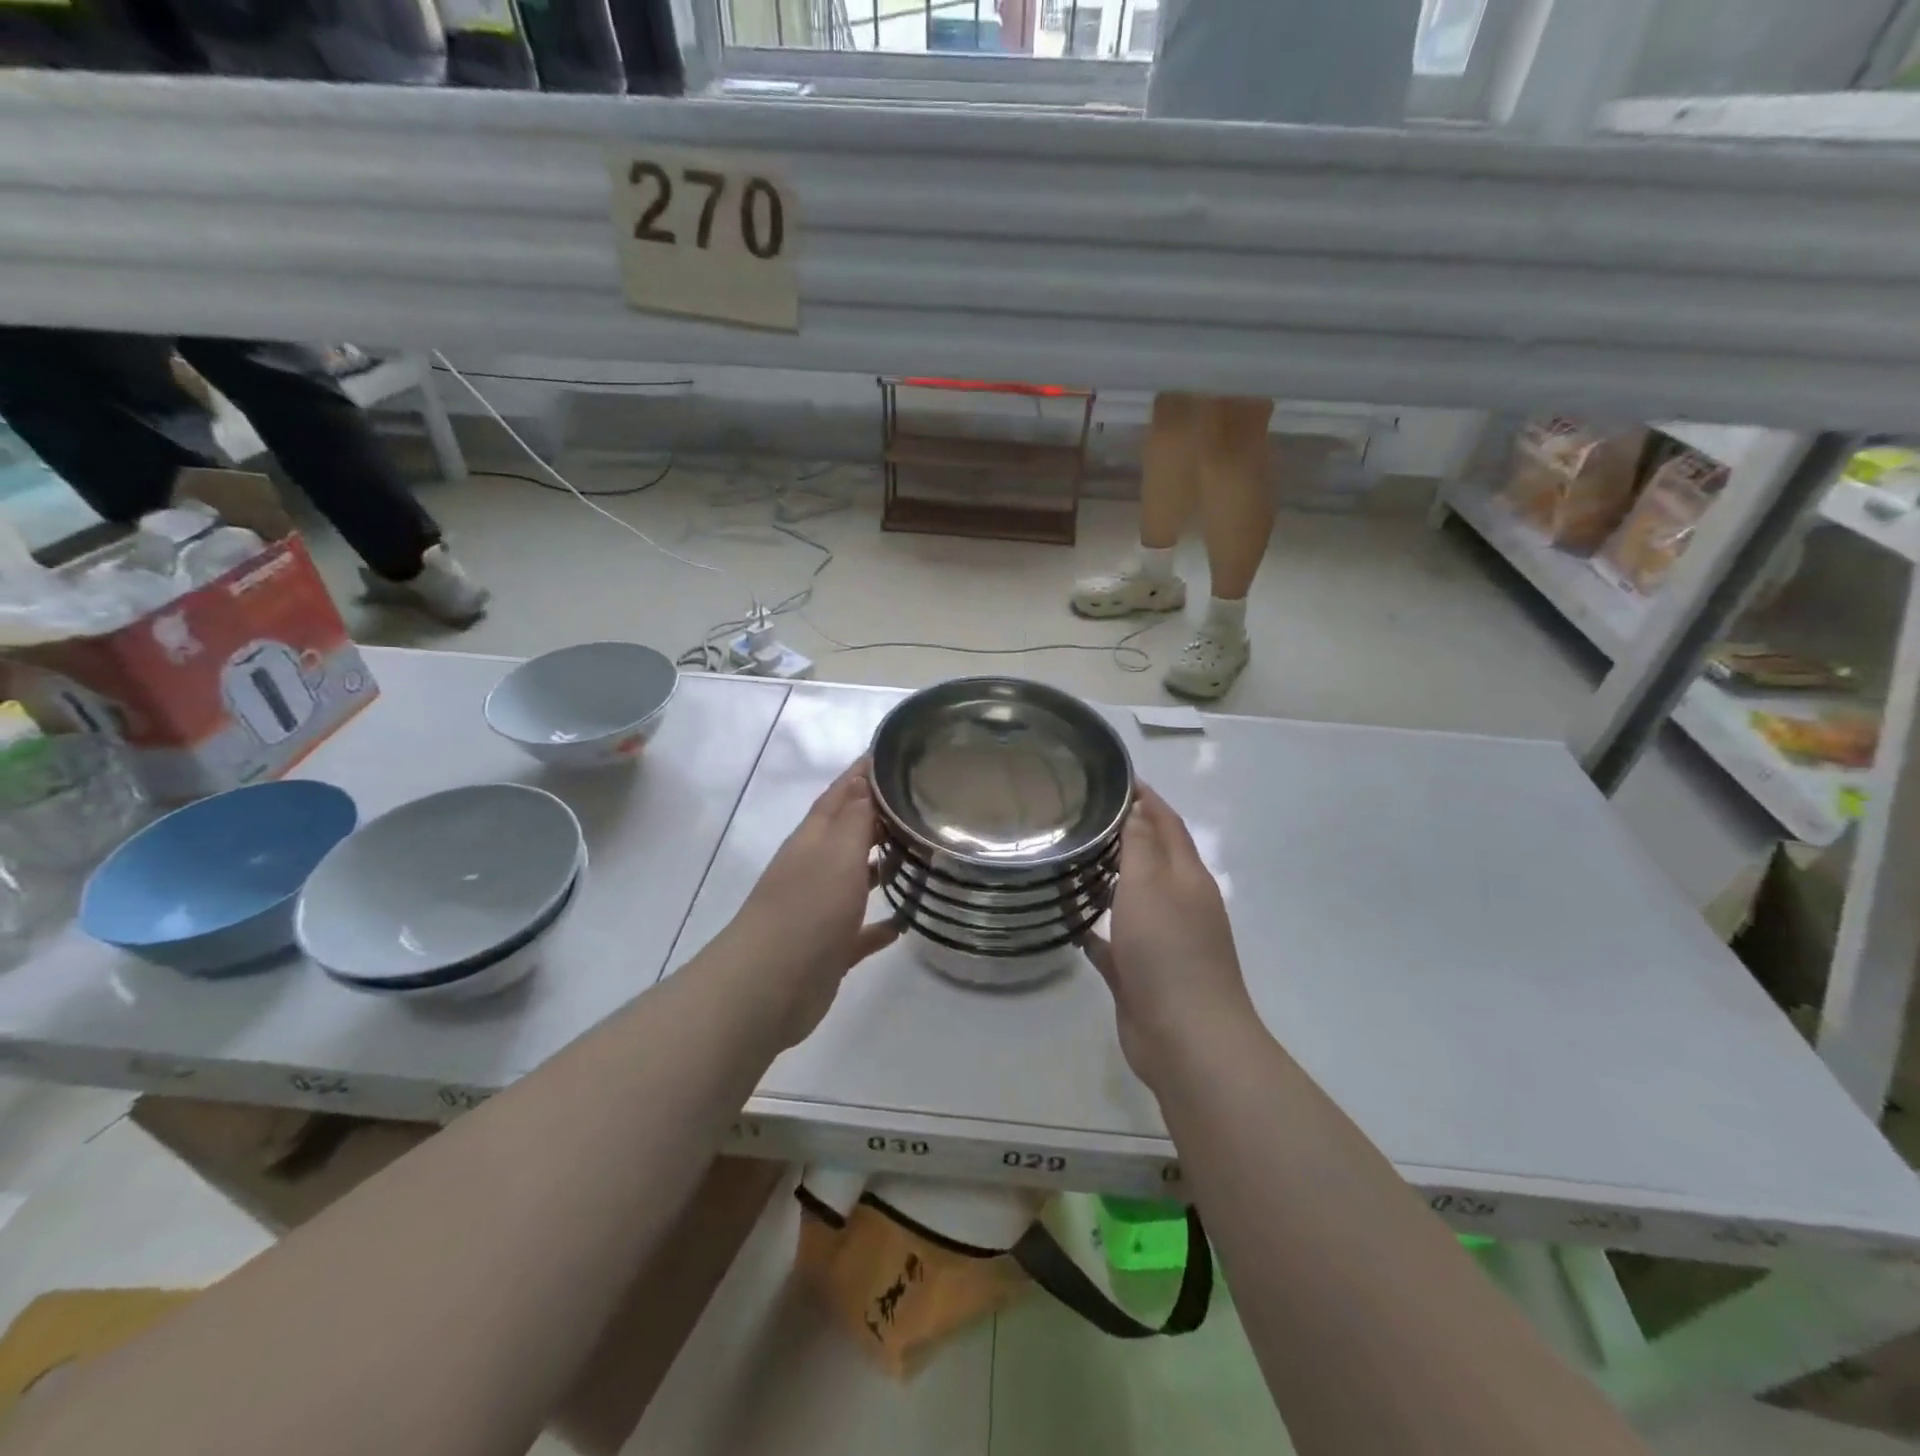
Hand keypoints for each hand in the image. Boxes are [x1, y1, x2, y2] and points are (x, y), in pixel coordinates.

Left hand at [724, 761, 899, 1043]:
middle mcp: (815, 868)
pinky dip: (880, 925)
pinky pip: (860, 931)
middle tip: (920, 804)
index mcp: (814, 839)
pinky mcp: (829, 949)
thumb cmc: (808, 908)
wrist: (768, 986)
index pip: (841, 793)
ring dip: (881, 867)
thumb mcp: (838, 852)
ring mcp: (819, 909)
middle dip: (878, 816)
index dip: (862, 773)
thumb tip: (867, 779)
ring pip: (855, 880)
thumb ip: (856, 817)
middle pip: (848, 834)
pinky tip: (905, 923)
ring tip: (920, 857)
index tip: (891, 754)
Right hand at [1084, 783, 1257, 1086]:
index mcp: (1187, 877)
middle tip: (1082, 815)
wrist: (1186, 1037)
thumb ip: (1142, 844)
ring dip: (1109, 879)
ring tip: (1071, 861)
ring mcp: (1161, 941)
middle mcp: (1178, 904)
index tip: (1118, 778)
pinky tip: (1068, 921)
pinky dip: (1096, 928)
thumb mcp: (1151, 884)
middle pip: (1151, 859)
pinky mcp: (1141, 974)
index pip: (1168, 824)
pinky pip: (1113, 942)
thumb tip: (1139, 807)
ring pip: (1132, 899)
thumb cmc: (1168, 949)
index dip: (1147, 799)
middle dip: (1125, 834)